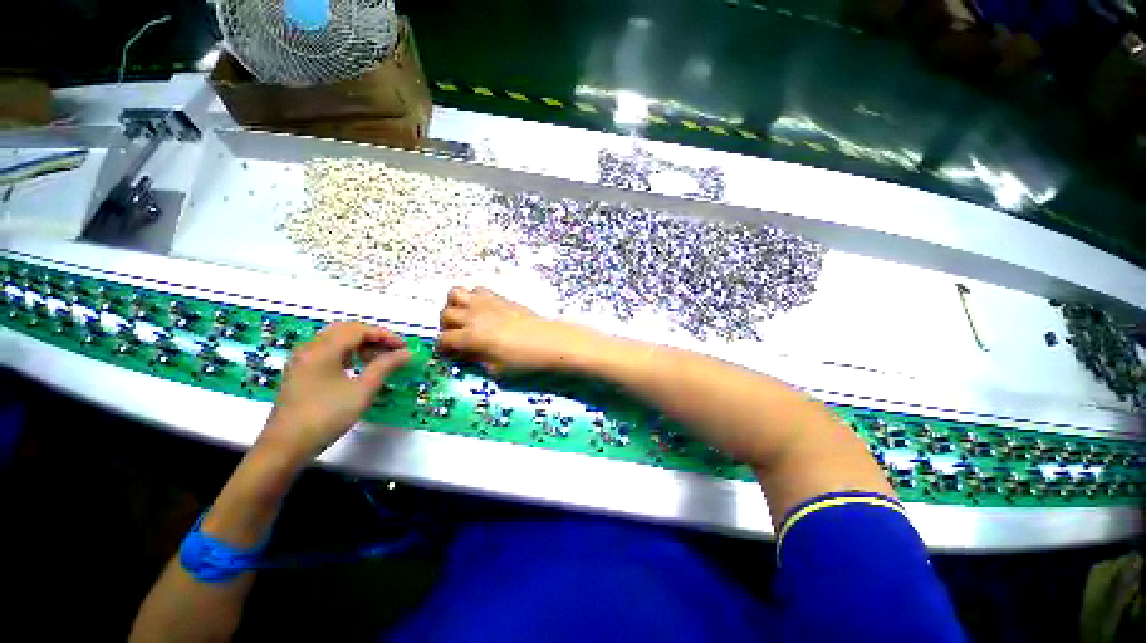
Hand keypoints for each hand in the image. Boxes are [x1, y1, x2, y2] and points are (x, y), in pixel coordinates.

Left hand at [260, 321, 410, 463]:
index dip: (385, 335)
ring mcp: (302, 359)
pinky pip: (326, 350)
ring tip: (378, 358)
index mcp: (323, 348)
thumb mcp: (362, 390)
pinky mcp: (299, 371)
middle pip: (345, 330)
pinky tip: (357, 367)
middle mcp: (310, 347)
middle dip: (372, 337)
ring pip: (335, 339)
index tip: (404, 347)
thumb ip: (385, 366)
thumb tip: (407, 353)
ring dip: (359, 344)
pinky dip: (346, 352)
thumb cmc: (326, 415)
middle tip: (392, 350)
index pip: (359, 330)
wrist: (286, 446)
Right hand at [438, 287, 595, 375]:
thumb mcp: (496, 371)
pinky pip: (478, 289)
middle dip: (446, 327)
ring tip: (465, 318)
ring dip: (455, 306)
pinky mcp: (500, 297)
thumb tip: (464, 355)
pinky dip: (474, 297)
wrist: (550, 342)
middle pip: (445, 314)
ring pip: (456, 293)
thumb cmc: (524, 361)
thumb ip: (475, 361)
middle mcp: (474, 316)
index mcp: (471, 337)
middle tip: (458, 337)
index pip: (443, 339)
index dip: (443, 349)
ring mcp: (487, 303)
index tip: (451, 355)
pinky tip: (483, 311)